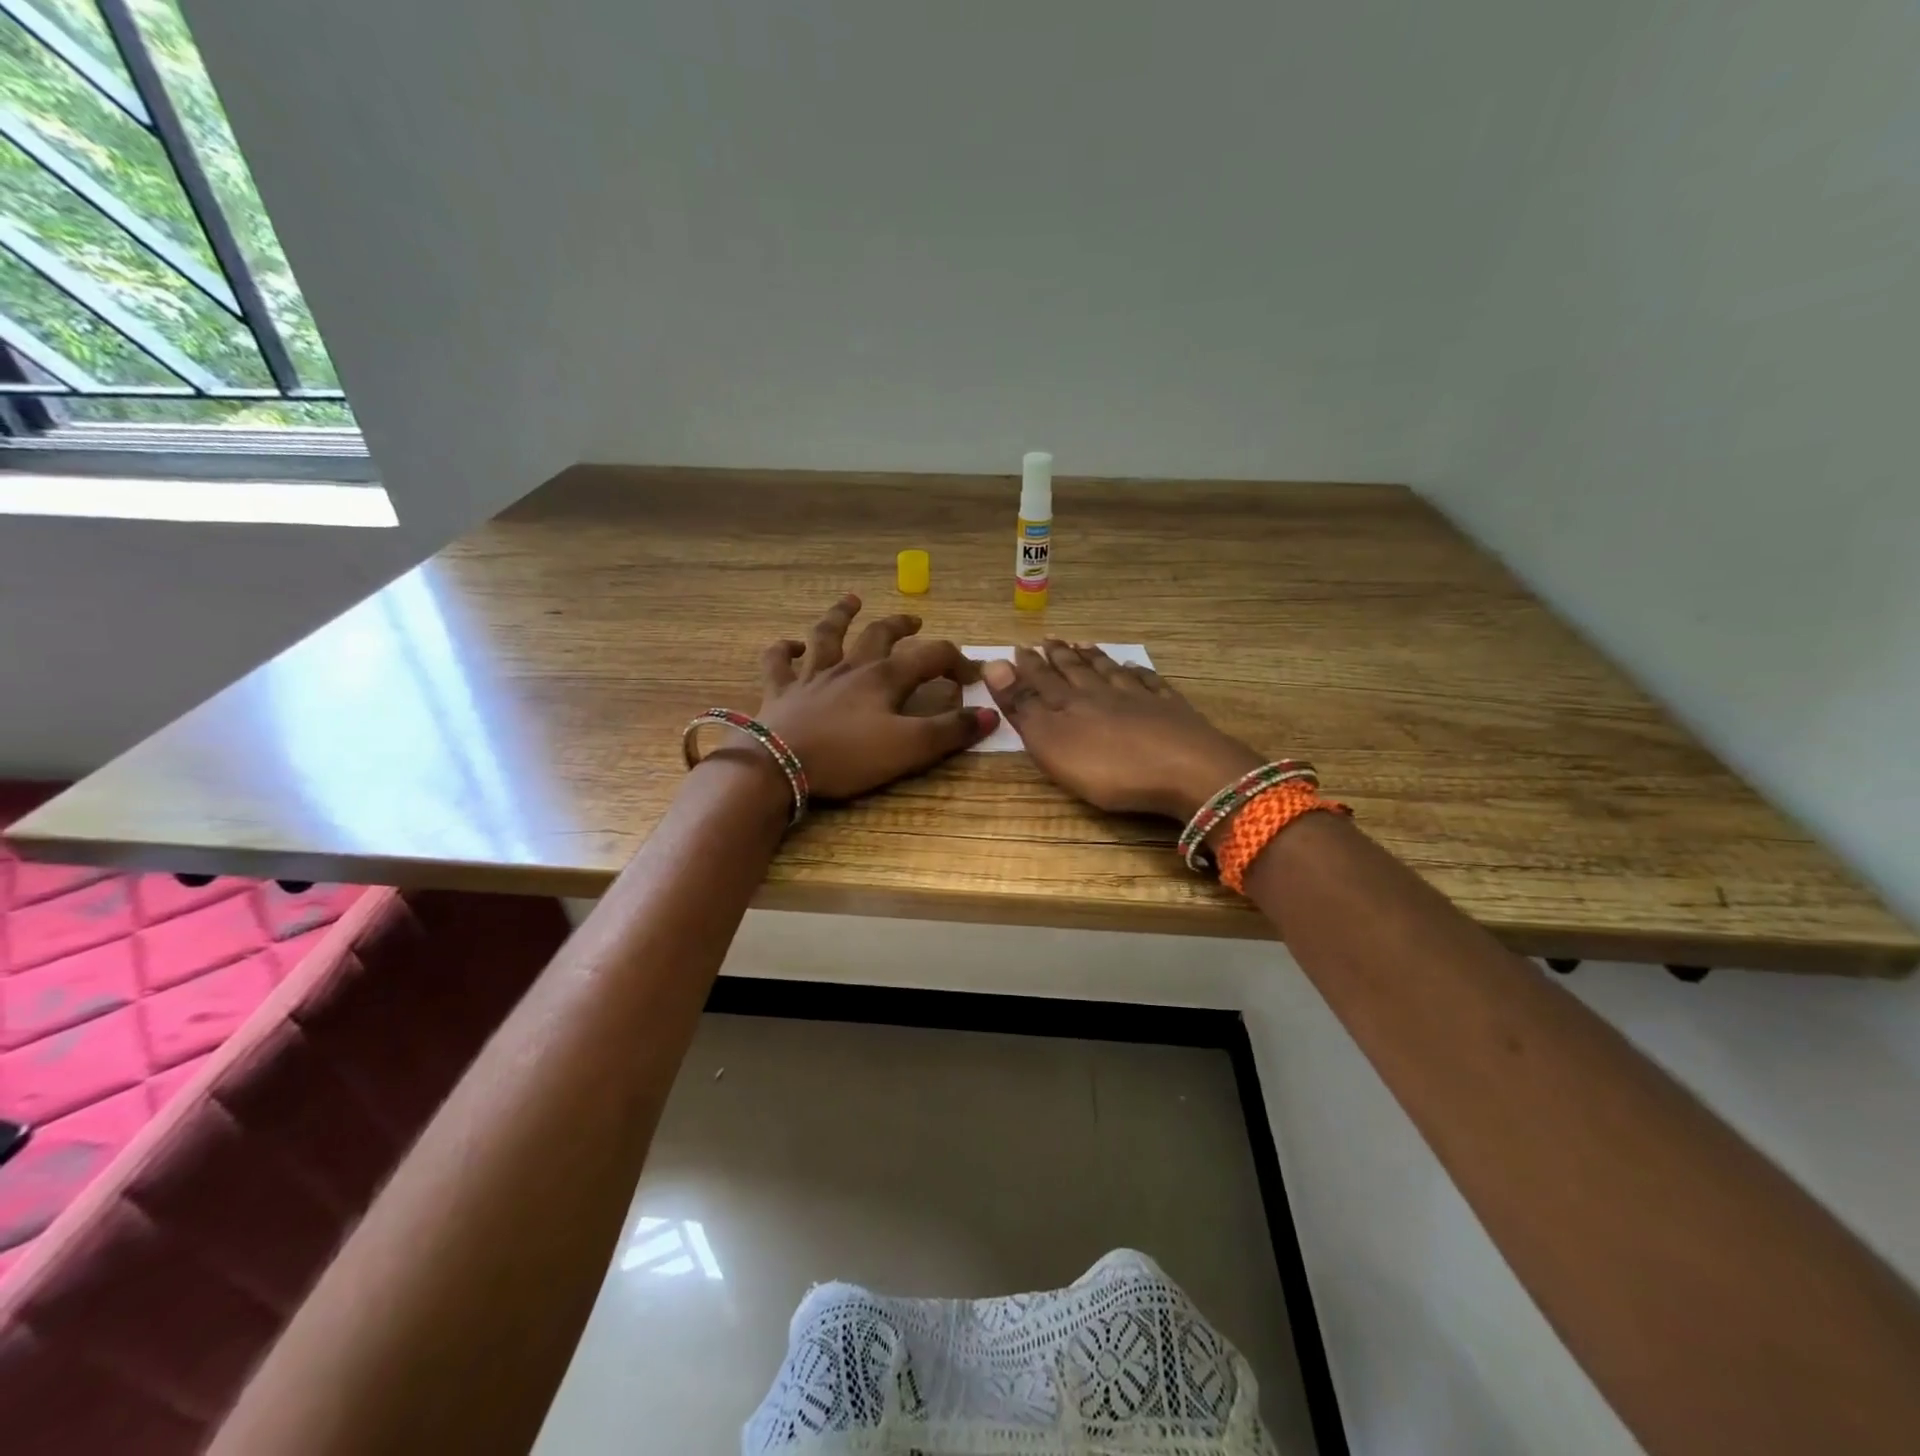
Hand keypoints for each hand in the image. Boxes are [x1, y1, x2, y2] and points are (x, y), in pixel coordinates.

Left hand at [749, 594, 997, 799]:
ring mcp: (810, 676)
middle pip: (879, 635)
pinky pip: (778, 662)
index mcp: (884, 678)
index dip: (955, 661)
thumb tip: (990, 713)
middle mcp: (849, 668)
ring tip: (851, 601)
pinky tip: (790, 646)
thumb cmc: (848, 757)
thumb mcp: (910, 749)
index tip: (971, 675)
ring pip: (827, 635)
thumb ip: (951, 731)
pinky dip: (784, 650)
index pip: (930, 656)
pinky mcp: (779, 692)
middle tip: (914, 621)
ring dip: (840, 616)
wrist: (779, 767)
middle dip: (900, 626)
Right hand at [981, 641, 1262, 820]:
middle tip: (1049, 639)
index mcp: (1070, 704)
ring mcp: (1141, 700)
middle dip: (1059, 656)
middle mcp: (1103, 694)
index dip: (1028, 665)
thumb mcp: (1052, 742)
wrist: (1187, 771)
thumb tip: (993, 664)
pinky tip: (1135, 668)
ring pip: (1111, 672)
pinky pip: (1150, 684)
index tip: (1018, 647)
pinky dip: (1138, 673)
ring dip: (1095, 658)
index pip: (1043, 679)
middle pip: (1077, 670)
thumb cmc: (1109, 767)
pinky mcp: (1172, 712)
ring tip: (1084, 645)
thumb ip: (1023, 705)